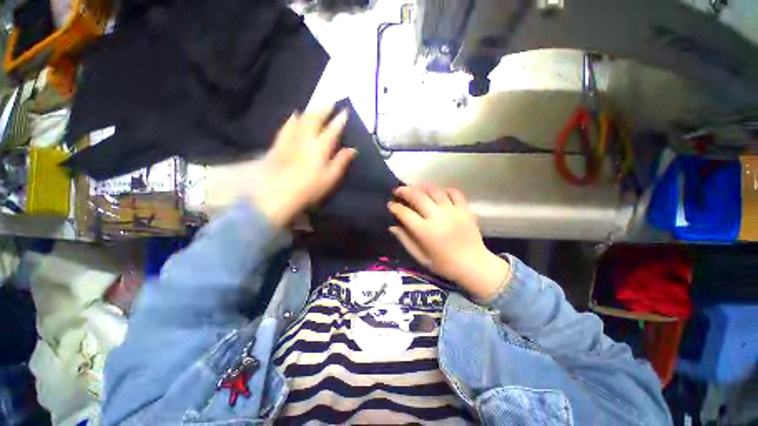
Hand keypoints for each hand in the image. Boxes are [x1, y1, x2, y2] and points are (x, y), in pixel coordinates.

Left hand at [252, 106, 355, 225]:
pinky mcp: (280, 143)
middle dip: (324, 110)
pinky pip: (287, 126)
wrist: (278, 193)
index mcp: (321, 147)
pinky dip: (293, 119)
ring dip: (310, 111)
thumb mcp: (330, 177)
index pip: (332, 130)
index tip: (344, 112)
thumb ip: (341, 161)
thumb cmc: (309, 188)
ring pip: (302, 119)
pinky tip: (295, 115)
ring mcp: (291, 139)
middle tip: (330, 103)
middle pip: (315, 119)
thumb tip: (353, 149)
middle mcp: (306, 138)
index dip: (339, 120)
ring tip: (316, 107)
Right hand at [388, 185, 510, 299]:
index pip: (405, 213)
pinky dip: (444, 190)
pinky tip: (439, 193)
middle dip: (404, 191)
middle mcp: (437, 217)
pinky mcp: (465, 209)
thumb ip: (405, 240)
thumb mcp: (421, 257)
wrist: (474, 265)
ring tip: (415, 188)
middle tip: (397, 191)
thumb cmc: (444, 265)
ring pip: (434, 190)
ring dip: (422, 187)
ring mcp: (452, 211)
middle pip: (417, 196)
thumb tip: (392, 226)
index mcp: (425, 231)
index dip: (395, 207)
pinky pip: (454, 192)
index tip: (390, 205)